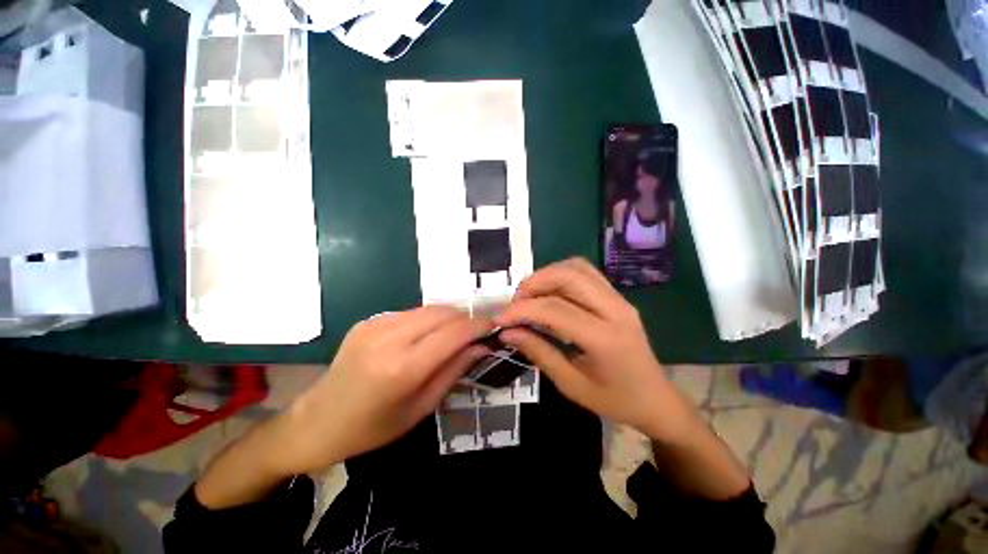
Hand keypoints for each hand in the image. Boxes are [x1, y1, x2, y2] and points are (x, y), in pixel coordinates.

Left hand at [272, 306, 492, 474]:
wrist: (316, 422)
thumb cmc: (373, 428)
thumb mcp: (421, 408)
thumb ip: (454, 370)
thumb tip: (482, 346)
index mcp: (402, 368)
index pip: (453, 333)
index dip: (478, 325)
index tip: (494, 325)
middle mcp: (389, 338)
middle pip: (442, 313)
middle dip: (465, 318)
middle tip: (476, 332)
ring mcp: (375, 325)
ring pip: (428, 308)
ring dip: (448, 318)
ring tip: (454, 334)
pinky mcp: (368, 320)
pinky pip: (410, 312)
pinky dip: (427, 320)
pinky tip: (425, 337)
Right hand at [496, 258, 689, 440]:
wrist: (656, 399)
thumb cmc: (615, 400)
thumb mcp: (571, 385)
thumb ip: (539, 353)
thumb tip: (508, 332)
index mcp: (605, 339)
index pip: (555, 310)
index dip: (521, 310)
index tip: (500, 318)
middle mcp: (615, 310)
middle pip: (567, 276)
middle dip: (534, 284)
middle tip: (516, 304)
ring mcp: (619, 299)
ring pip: (576, 268)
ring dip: (547, 275)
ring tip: (530, 297)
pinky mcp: (618, 296)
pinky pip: (585, 272)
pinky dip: (561, 275)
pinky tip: (550, 293)